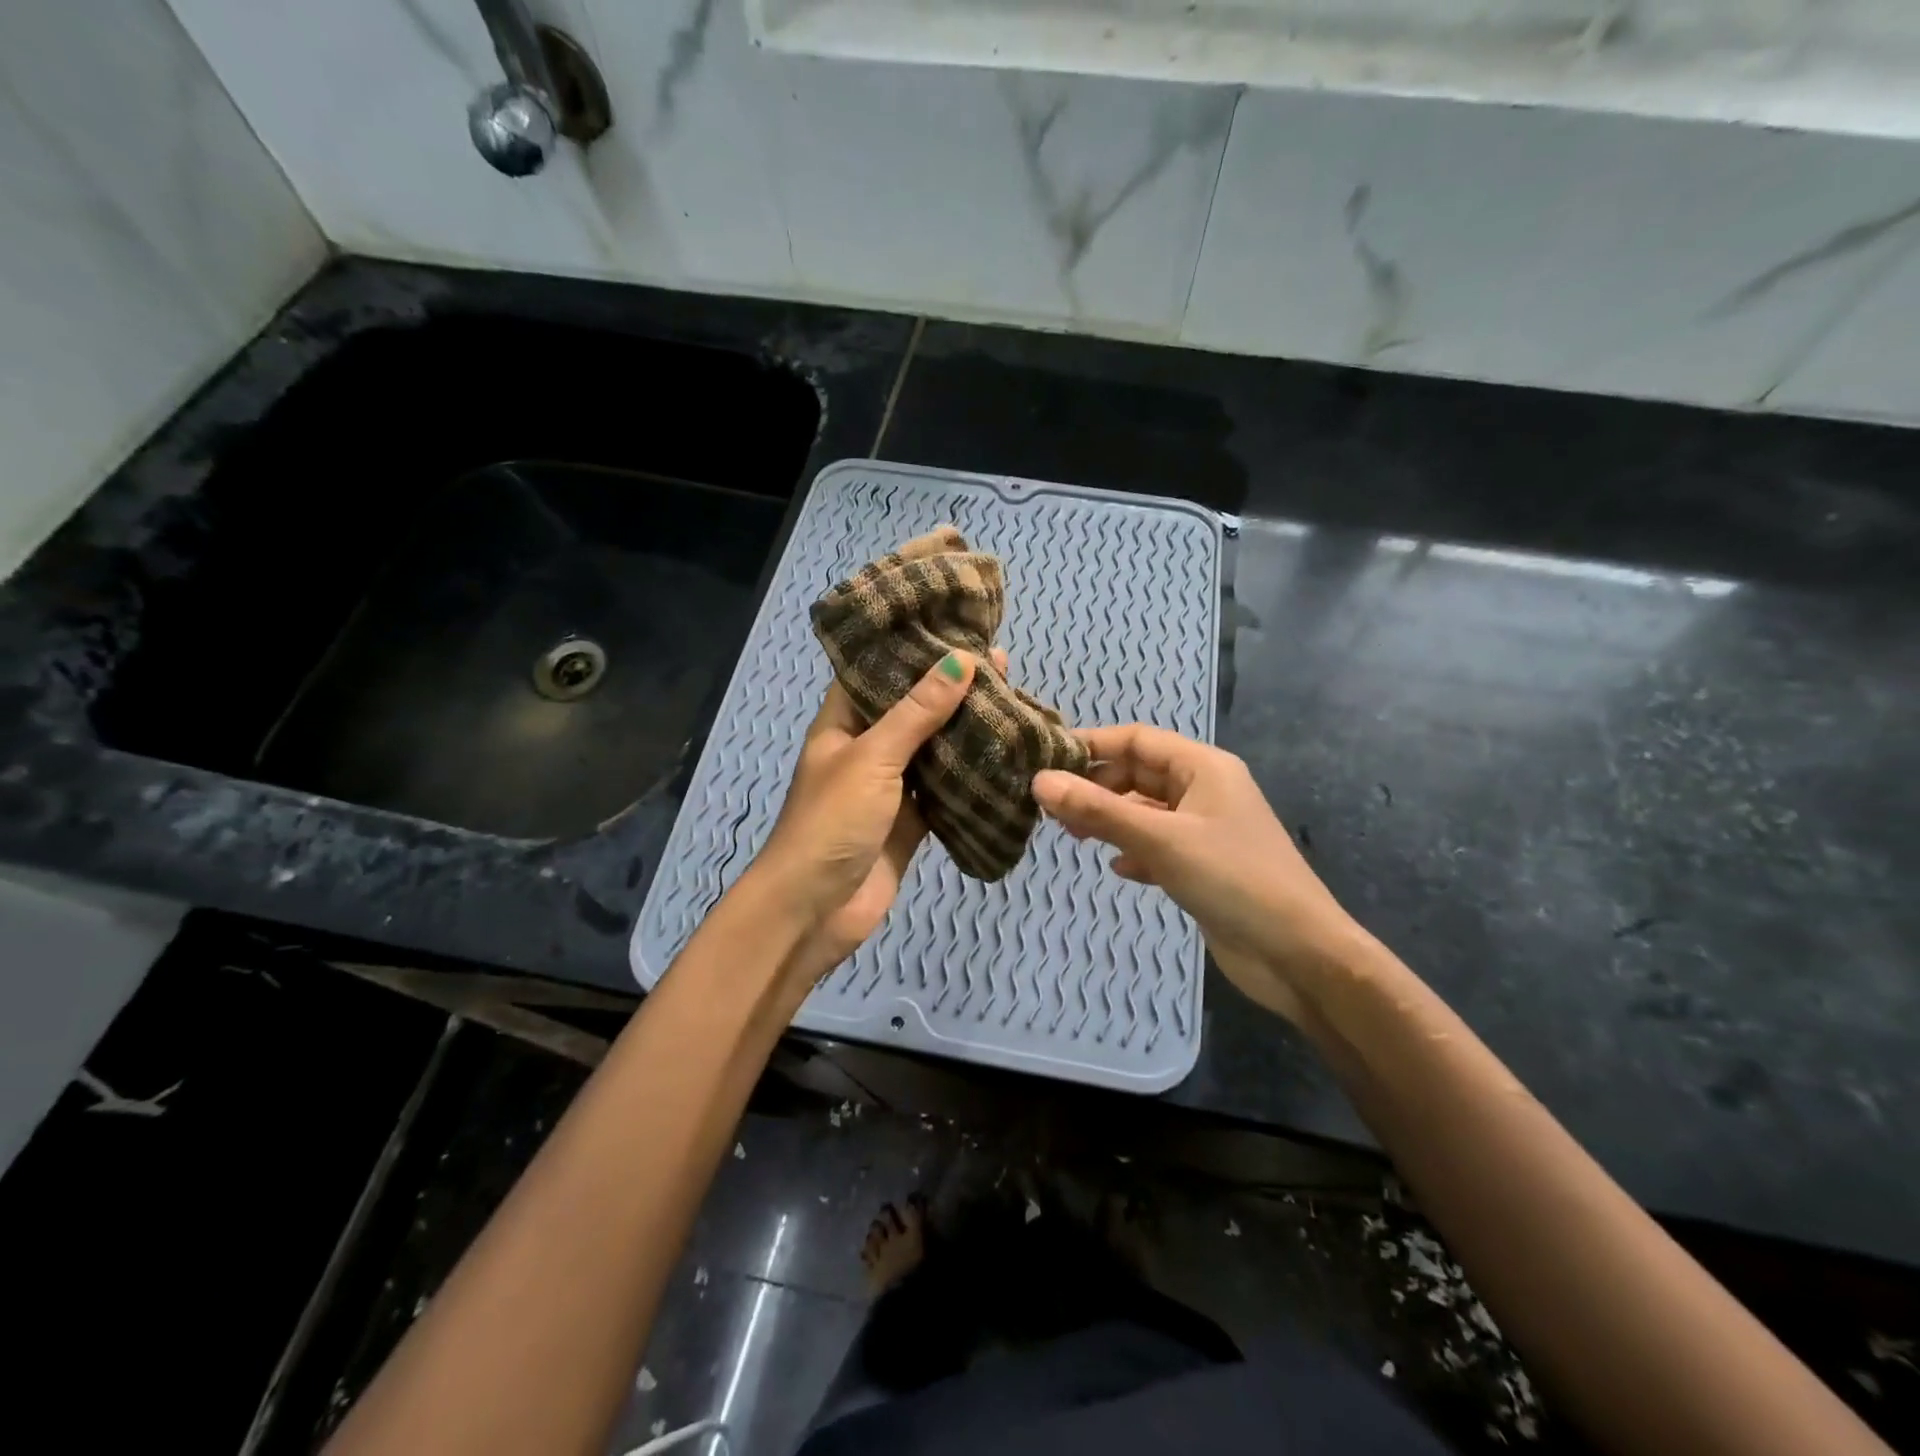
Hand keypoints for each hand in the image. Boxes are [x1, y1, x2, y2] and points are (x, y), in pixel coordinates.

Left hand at [747, 650, 998, 992]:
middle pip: (912, 709)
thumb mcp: (872, 757)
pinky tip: (1006, 757)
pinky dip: (971, 778)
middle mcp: (867, 749)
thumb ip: (917, 711)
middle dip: (951, 689)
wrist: (815, 911)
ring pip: (933, 750)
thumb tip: (962, 660)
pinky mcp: (912, 822)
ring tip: (1013, 700)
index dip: (911, 648)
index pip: (876, 670)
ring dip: (966, 731)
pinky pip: (945, 791)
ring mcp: (891, 788)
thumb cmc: (832, 822)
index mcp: (843, 724)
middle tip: (1002, 664)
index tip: (955, 625)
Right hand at [1032, 725, 1366, 1022]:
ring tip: (1072, 836)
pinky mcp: (1204, 866)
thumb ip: (1098, 810)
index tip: (1045, 762)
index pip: (1137, 739)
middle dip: (1097, 787)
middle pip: (1139, 774)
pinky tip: (1118, 868)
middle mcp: (1205, 791)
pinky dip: (1134, 851)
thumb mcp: (1160, 840)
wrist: (1298, 955)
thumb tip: (1039, 782)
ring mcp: (1206, 830)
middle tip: (1053, 809)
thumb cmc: (1233, 880)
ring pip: (1146, 811)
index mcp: (1204, 768)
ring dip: (1111, 820)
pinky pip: (1158, 845)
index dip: (1091, 746)